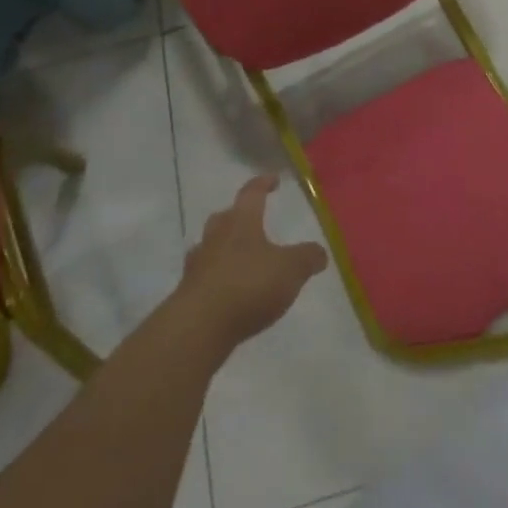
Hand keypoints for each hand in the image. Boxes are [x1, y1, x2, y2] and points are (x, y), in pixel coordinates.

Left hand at [176, 175, 328, 353]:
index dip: (263, 183)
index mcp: (241, 222)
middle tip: (252, 221)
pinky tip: (229, 290)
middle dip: (238, 215)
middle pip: (225, 217)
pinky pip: (205, 276)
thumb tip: (320, 252)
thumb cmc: (248, 285)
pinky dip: (217, 277)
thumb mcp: (290, 270)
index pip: (251, 193)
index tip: (273, 180)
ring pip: (211, 245)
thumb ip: (307, 258)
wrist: (198, 327)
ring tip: (241, 258)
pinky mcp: (188, 293)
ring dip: (224, 247)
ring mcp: (198, 264)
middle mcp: (216, 236)